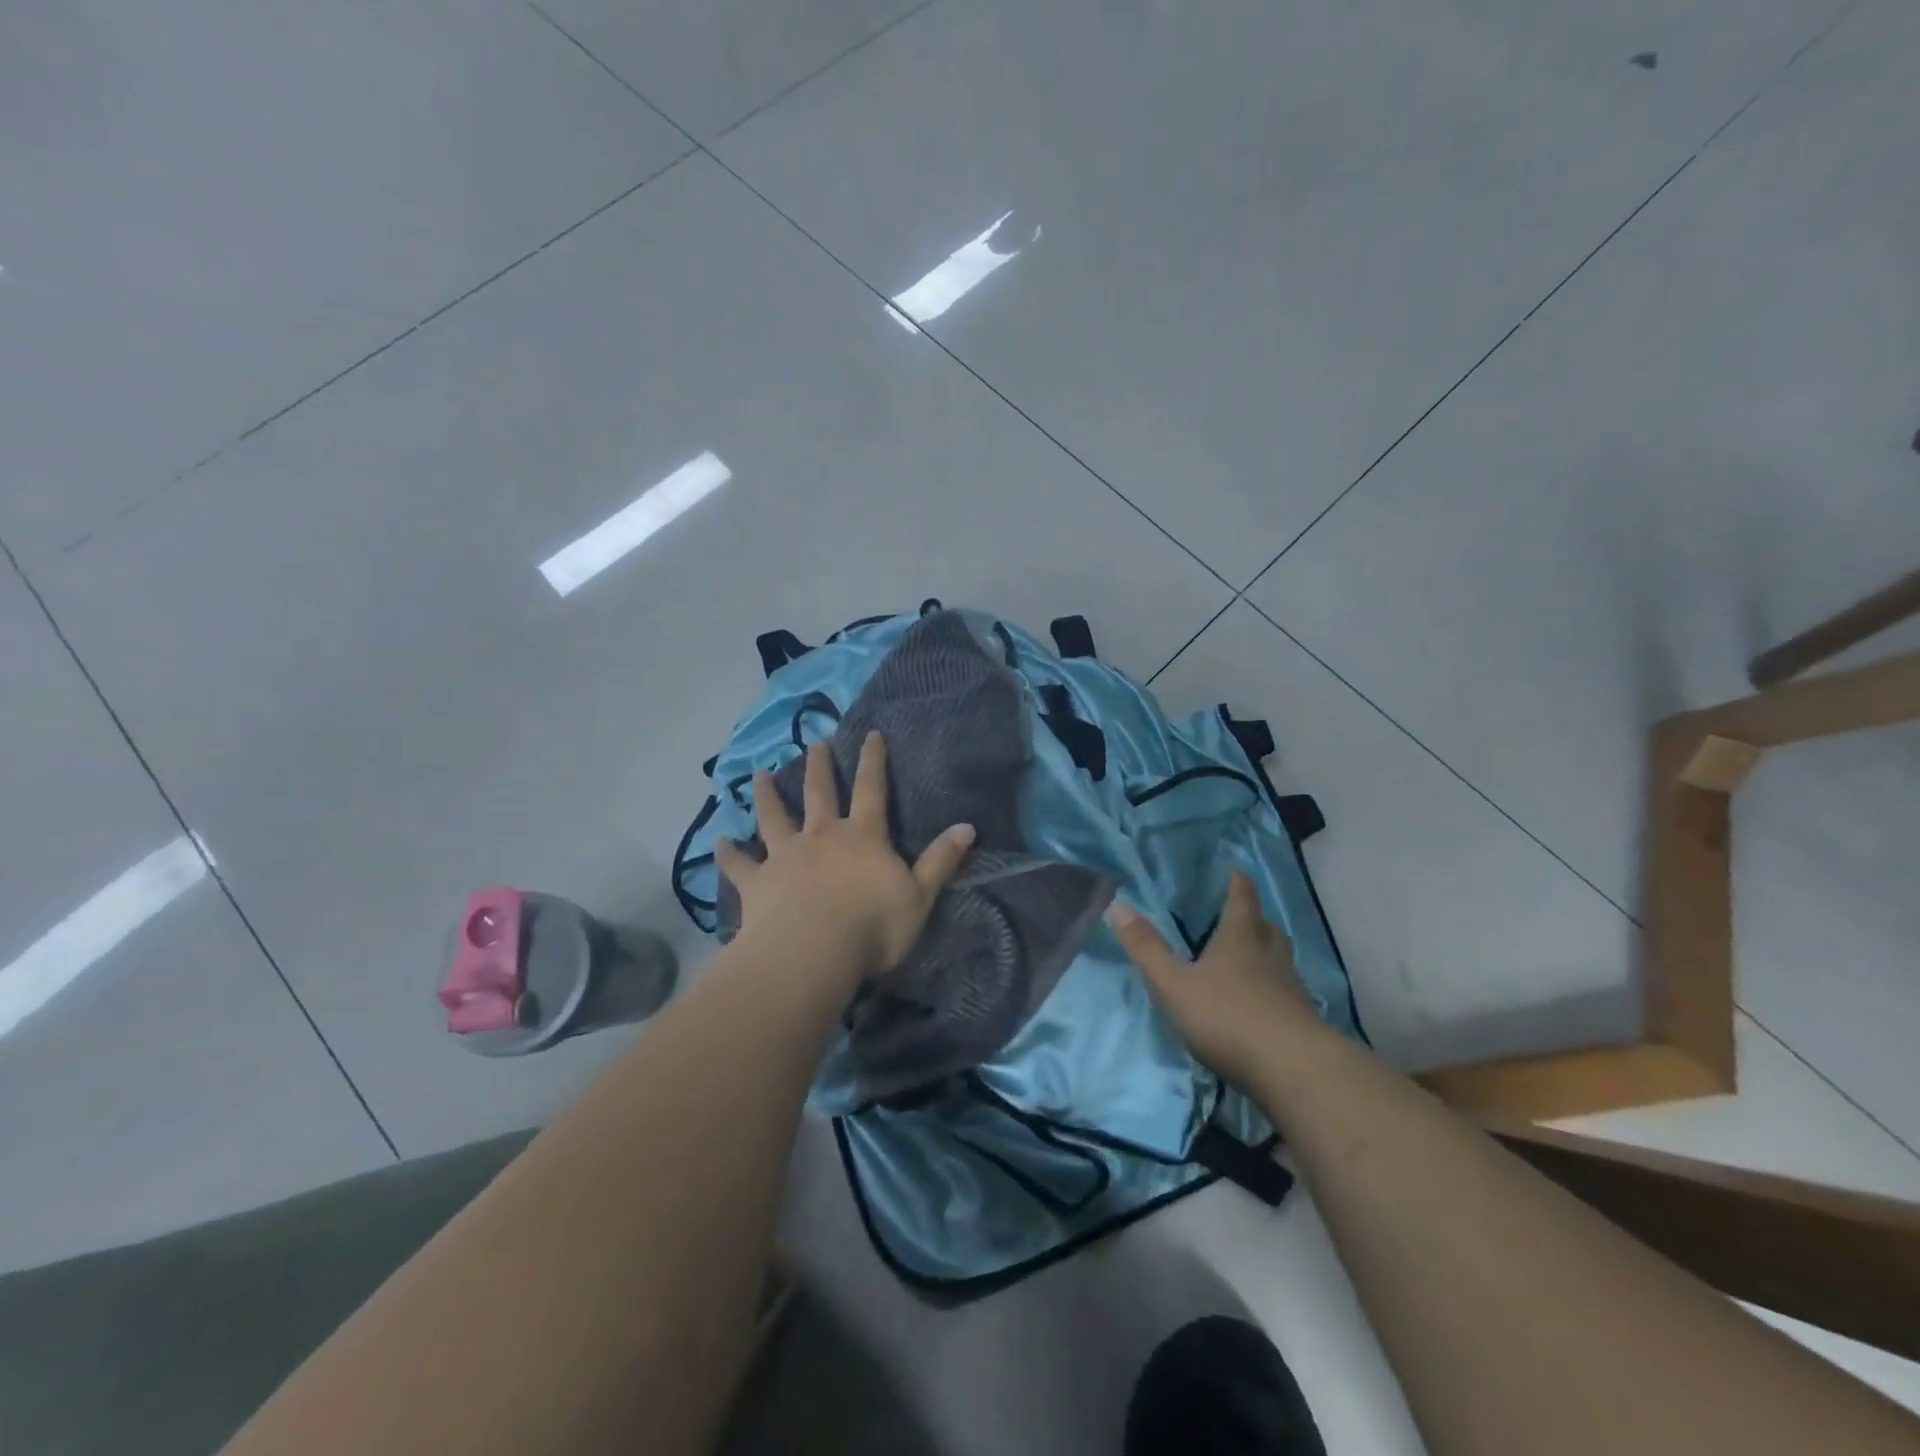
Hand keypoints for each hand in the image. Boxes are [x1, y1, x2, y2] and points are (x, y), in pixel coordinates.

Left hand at [715, 733, 975, 985]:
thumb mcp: (920, 896)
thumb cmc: (873, 926)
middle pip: (819, 793)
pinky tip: (717, 842)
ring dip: (766, 795)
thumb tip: (968, 827)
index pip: (871, 789)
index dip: (873, 760)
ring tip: (757, 774)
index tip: (870, 734)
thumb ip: (941, 861)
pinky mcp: (757, 883)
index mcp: (862, 837)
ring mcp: (785, 856)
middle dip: (818, 766)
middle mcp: (822, 836)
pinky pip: (739, 865)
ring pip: (774, 817)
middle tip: (813, 742)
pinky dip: (728, 853)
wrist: (814, 952)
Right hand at [1105, 871, 1320, 1091]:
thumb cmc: (1228, 1017)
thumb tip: (1117, 905)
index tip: (1238, 871)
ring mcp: (1291, 990)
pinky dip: (1276, 990)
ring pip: (1281, 960)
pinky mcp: (1303, 1022)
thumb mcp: (1174, 984)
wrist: (1294, 1071)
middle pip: (1266, 929)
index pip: (1242, 901)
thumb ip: (1147, 949)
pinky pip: (1288, 993)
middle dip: (1255, 919)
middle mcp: (1269, 956)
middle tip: (1245, 915)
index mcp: (1239, 939)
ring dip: (1268, 953)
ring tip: (1254, 957)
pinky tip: (1265, 1004)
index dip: (1239, 885)